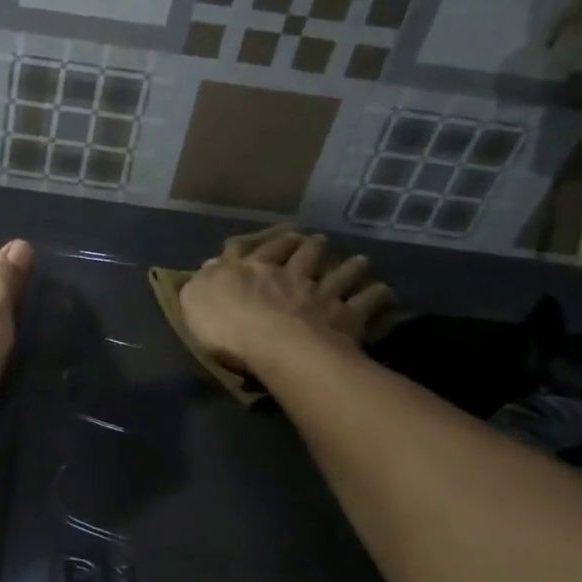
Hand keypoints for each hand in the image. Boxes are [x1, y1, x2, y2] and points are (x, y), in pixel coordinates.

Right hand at [178, 226, 393, 376]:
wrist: (274, 345)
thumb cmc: (227, 324)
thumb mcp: (196, 297)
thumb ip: (204, 279)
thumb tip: (212, 263)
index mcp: (253, 270)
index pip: (263, 251)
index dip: (274, 243)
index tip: (285, 235)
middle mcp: (290, 276)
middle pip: (305, 256)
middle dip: (313, 247)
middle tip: (322, 241)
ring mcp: (321, 295)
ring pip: (339, 275)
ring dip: (350, 266)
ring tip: (361, 260)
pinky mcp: (345, 318)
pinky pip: (365, 303)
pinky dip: (376, 296)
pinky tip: (385, 291)